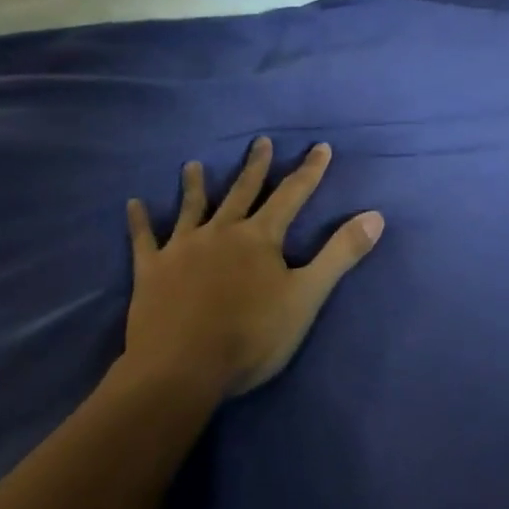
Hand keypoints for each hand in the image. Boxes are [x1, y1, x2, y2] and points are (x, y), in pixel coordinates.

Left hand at [124, 138, 384, 398]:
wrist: (182, 369)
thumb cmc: (251, 335)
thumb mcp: (307, 296)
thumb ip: (341, 254)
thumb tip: (376, 215)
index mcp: (260, 237)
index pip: (292, 195)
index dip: (309, 171)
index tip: (320, 147)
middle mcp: (221, 231)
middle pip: (242, 191)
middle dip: (256, 166)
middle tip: (261, 140)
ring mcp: (183, 248)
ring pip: (192, 208)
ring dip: (196, 185)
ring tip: (193, 164)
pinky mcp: (152, 270)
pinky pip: (144, 240)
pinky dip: (139, 222)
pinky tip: (133, 204)